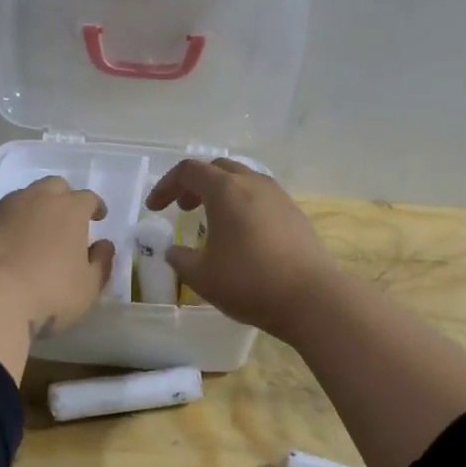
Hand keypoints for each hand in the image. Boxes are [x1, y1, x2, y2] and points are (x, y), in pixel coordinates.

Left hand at [0, 176, 113, 336]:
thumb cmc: (48, 294)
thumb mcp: (88, 288)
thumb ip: (101, 263)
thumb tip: (103, 245)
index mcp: (68, 210)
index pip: (88, 198)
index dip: (95, 207)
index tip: (97, 217)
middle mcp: (33, 199)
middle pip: (52, 187)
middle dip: (60, 200)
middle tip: (62, 222)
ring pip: (17, 201)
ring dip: (26, 214)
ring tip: (25, 240)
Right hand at [145, 159, 337, 337]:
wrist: (311, 298)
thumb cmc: (249, 282)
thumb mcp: (201, 276)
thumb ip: (180, 259)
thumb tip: (173, 251)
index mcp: (226, 190)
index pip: (189, 171)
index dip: (166, 186)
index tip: (154, 208)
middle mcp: (253, 184)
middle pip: (218, 168)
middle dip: (195, 184)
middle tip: (183, 209)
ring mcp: (279, 197)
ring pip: (244, 180)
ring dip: (222, 193)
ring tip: (212, 221)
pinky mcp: (295, 215)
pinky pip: (262, 198)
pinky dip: (243, 205)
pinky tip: (242, 235)